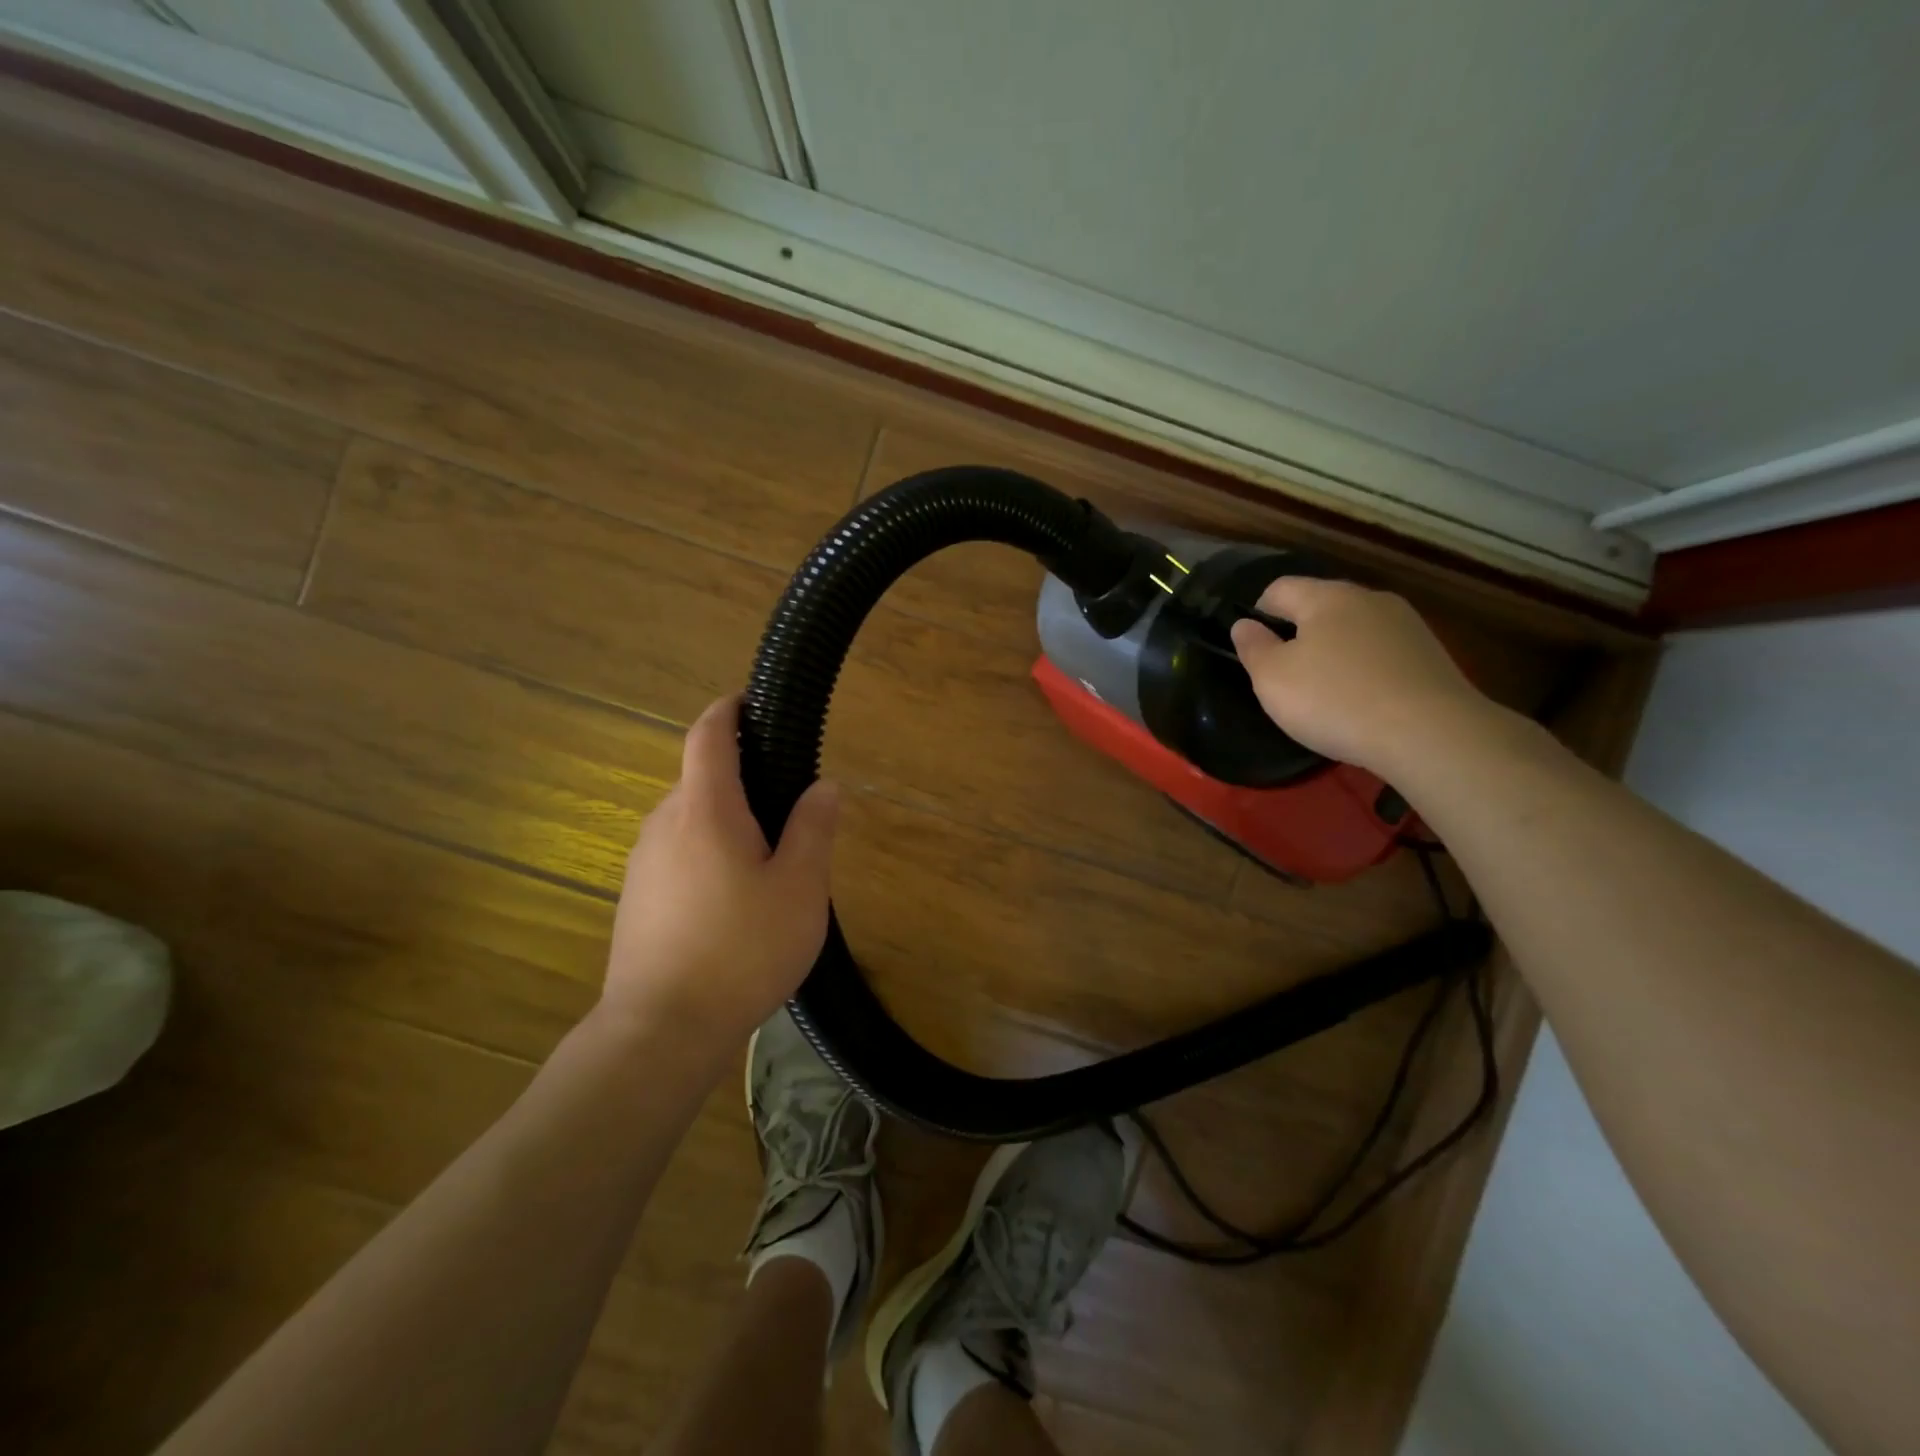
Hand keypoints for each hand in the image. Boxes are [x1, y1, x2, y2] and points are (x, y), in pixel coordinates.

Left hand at [601, 696, 840, 1050]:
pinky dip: (707, 855)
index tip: (752, 701)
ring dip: (727, 824)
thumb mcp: (799, 888)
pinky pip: (677, 854)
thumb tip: (824, 786)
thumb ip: (812, 829)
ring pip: (690, 821)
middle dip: (743, 782)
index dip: (729, 709)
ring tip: (767, 870)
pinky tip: (732, 905)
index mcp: (705, 809)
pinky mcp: (635, 897)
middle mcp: (664, 823)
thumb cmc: (741, 950)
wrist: (660, 1031)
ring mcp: (643, 862)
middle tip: (790, 818)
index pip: (708, 735)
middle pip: (702, 780)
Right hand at [1229, 577, 1495, 775]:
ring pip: (1355, 630)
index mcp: (1326, 597)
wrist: (1430, 733)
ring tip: (1327, 693)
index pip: (1279, 588)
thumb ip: (1253, 648)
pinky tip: (1364, 703)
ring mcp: (1407, 625)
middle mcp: (1369, 599)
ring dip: (1336, 653)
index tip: (1255, 650)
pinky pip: (1383, 655)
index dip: (1259, 614)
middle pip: (1321, 607)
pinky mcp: (1432, 655)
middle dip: (1300, 634)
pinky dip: (1366, 671)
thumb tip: (1244, 624)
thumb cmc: (1334, 699)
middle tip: (1287, 676)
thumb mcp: (1273, 679)